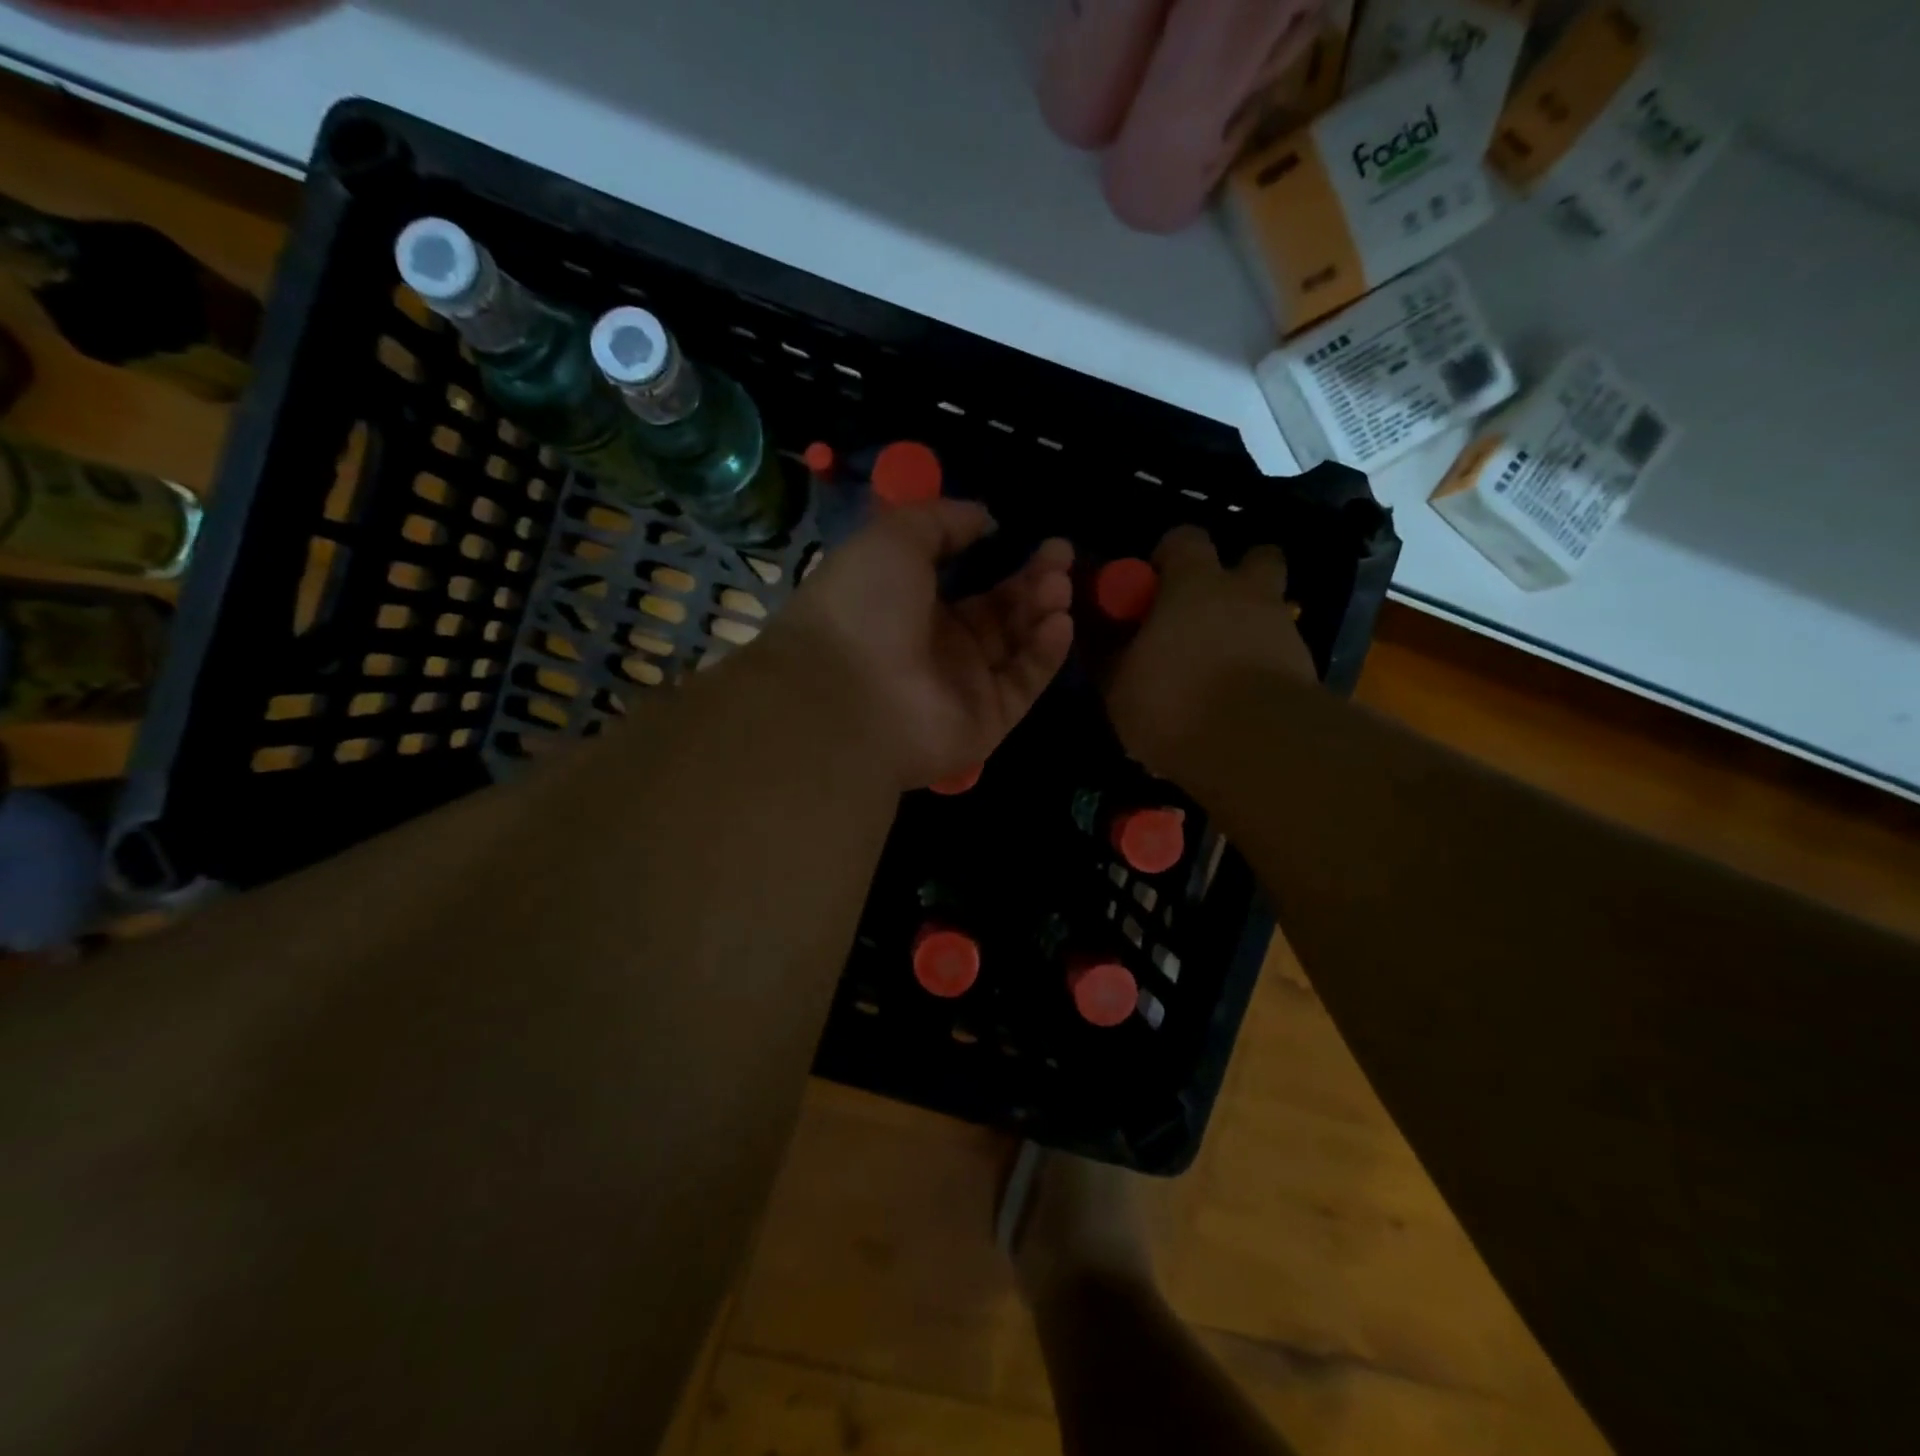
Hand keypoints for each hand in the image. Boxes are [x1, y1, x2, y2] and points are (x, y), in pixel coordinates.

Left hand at [780, 500, 1074, 790]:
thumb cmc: (864, 606)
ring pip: (1016, 645)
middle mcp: (938, 646)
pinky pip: (1023, 683)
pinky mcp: (987, 721)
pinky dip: (1045, 653)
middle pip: (999, 611)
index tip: (1032, 536)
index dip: (1000, 558)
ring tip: (1059, 585)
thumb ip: (941, 522)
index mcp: (909, 605)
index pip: (966, 582)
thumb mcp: (894, 538)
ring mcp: (963, 687)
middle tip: (1061, 553)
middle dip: (1033, 580)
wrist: (847, 698)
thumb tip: (983, 518)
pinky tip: (1059, 622)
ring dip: (1042, 610)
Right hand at [1104, 526, 1313, 773]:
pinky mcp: (1305, 668)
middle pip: (1256, 559)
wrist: (1257, 745)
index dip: (1168, 558)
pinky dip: (1263, 667)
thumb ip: (1111, 654)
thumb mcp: (1119, 684)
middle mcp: (1246, 593)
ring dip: (1251, 627)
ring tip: (1221, 668)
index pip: (1184, 538)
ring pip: (1271, 611)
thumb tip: (1100, 637)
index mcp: (1196, 583)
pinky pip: (1280, 655)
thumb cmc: (1174, 700)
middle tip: (1204, 616)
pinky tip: (1240, 701)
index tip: (1152, 588)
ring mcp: (1283, 629)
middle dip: (1236, 578)